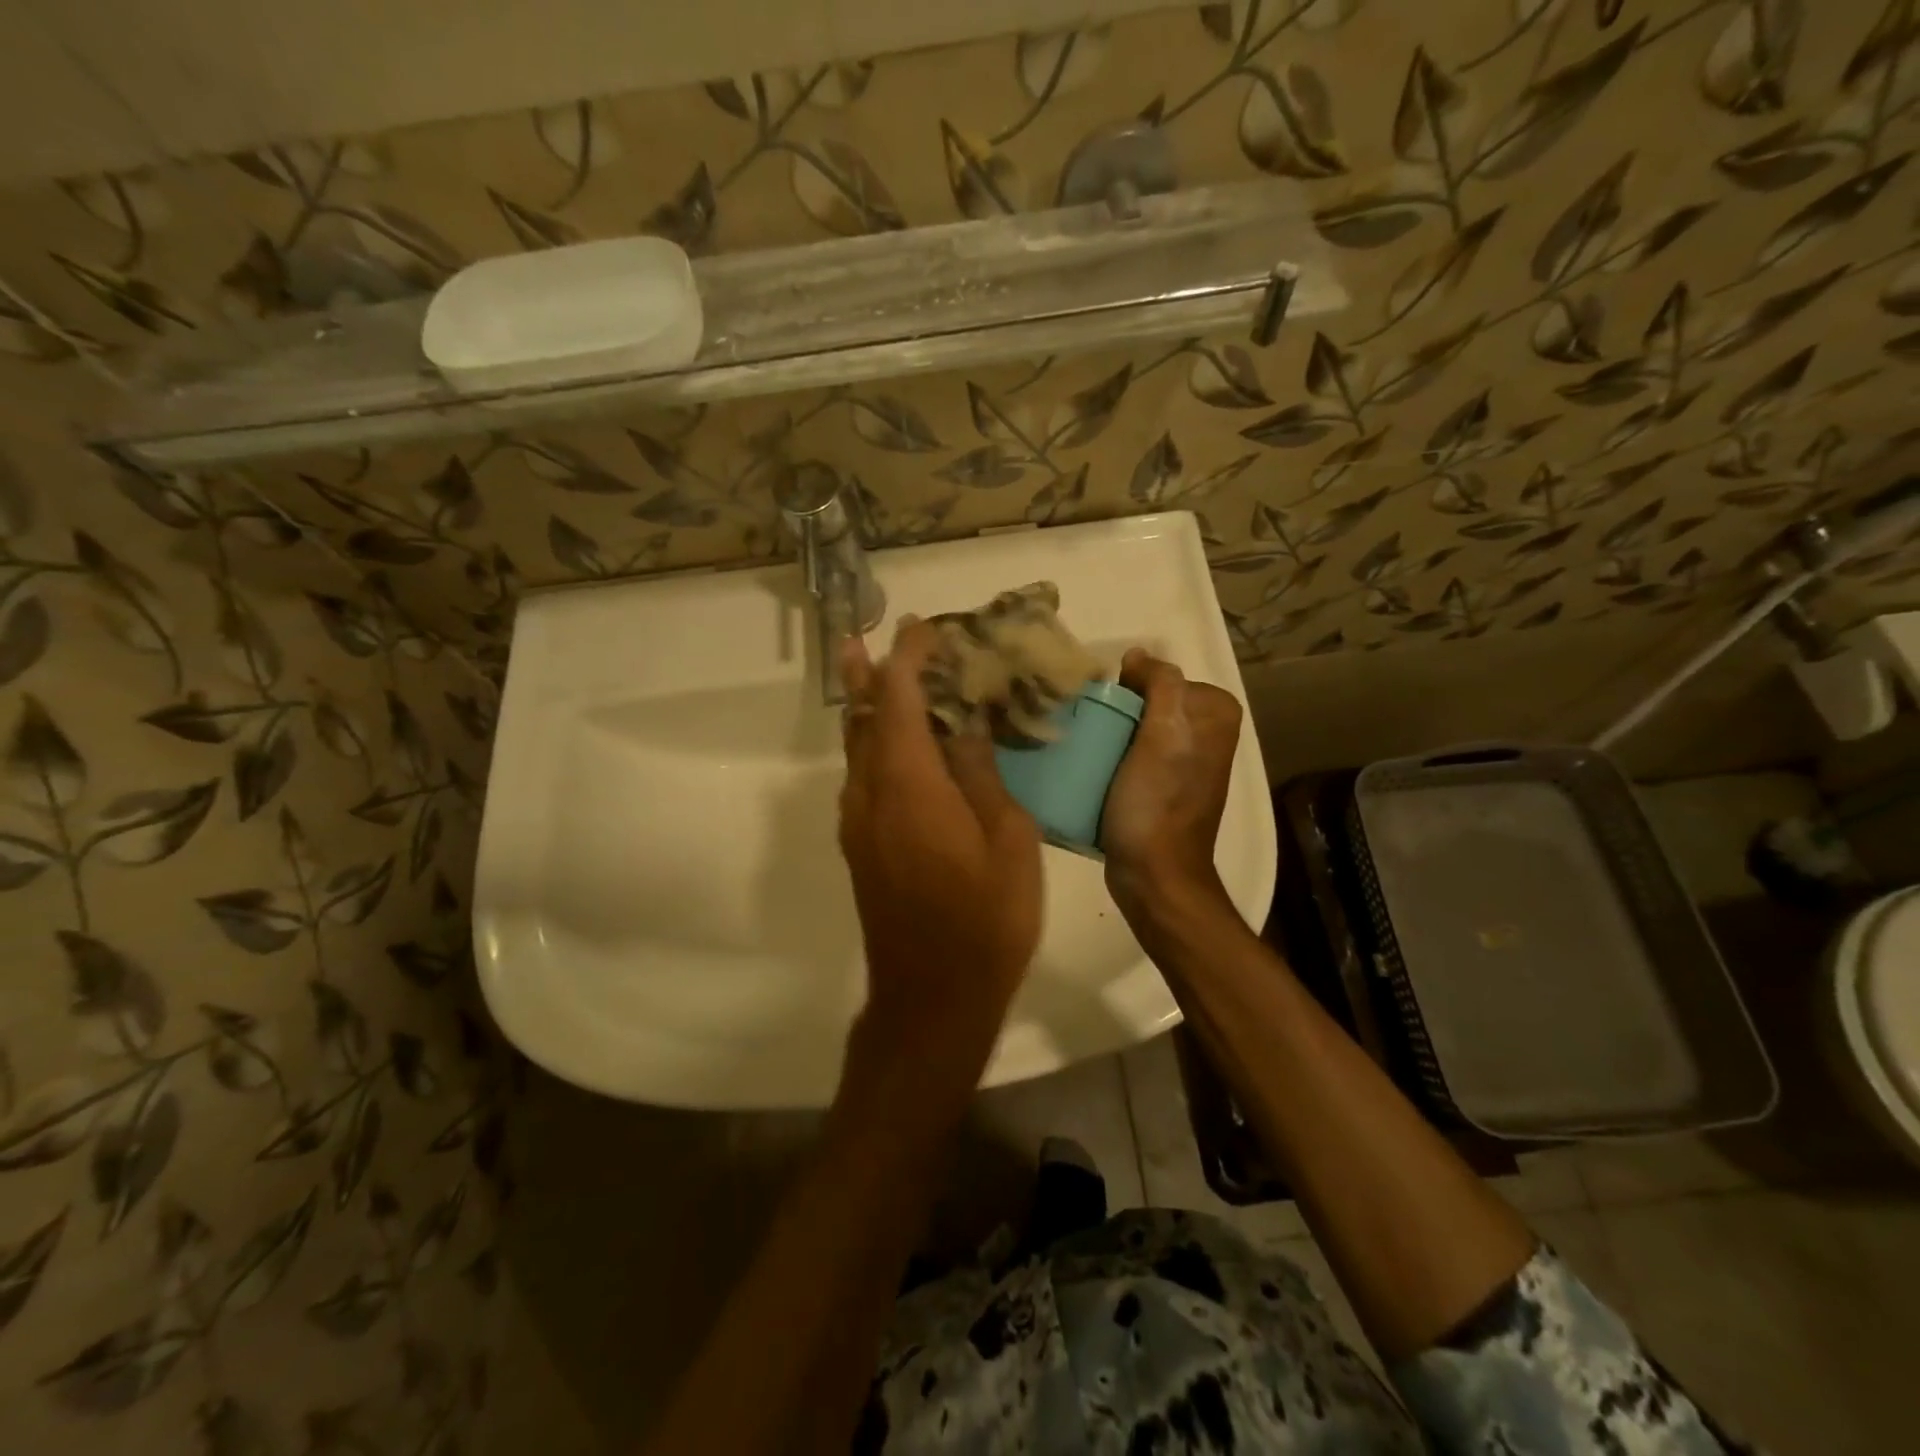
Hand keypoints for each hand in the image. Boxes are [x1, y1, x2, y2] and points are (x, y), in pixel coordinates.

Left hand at [837, 619, 1042, 1086]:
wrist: (932, 996)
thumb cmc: (986, 919)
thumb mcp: (1006, 840)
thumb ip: (982, 776)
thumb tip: (968, 728)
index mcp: (909, 783)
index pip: (901, 699)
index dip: (909, 658)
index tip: (923, 628)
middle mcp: (870, 793)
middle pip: (863, 718)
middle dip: (868, 674)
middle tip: (868, 639)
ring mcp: (858, 823)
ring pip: (857, 749)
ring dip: (869, 710)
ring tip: (880, 679)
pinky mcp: (859, 847)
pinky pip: (862, 779)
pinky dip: (876, 748)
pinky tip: (900, 750)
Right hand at [1100, 648, 1243, 926]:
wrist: (1154, 875)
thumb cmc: (1157, 803)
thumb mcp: (1163, 735)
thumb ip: (1161, 684)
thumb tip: (1138, 655)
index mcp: (1216, 715)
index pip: (1162, 676)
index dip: (1128, 686)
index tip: (1100, 706)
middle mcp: (1208, 734)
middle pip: (1149, 700)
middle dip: (1118, 707)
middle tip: (1086, 723)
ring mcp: (1186, 762)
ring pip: (1139, 726)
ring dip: (1111, 729)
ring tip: (1083, 742)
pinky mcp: (1164, 786)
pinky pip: (1134, 752)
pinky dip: (1114, 753)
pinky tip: (1092, 764)